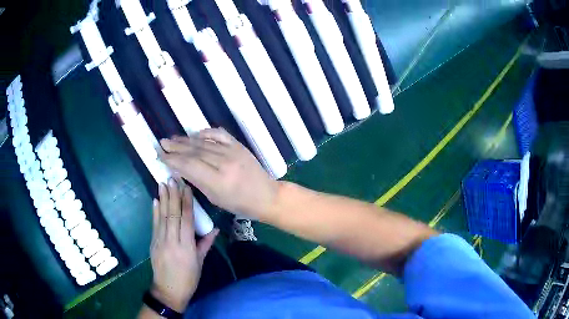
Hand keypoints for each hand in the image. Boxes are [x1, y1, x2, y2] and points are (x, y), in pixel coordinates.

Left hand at [150, 179, 218, 312]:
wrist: (168, 290)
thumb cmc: (188, 278)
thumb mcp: (200, 263)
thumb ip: (206, 243)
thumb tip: (215, 228)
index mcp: (186, 246)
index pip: (186, 220)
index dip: (186, 203)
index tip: (187, 187)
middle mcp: (172, 241)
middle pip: (173, 214)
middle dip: (173, 195)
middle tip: (173, 178)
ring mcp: (160, 241)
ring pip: (162, 216)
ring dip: (163, 199)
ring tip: (163, 183)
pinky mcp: (153, 242)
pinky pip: (154, 224)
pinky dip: (155, 211)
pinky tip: (155, 200)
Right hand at [159, 128, 279, 220]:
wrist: (266, 195)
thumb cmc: (240, 204)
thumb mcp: (215, 199)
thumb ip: (197, 181)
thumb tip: (180, 168)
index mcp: (217, 181)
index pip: (188, 165)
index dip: (172, 159)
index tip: (160, 155)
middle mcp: (223, 162)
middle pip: (194, 151)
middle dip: (175, 147)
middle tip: (162, 143)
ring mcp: (232, 151)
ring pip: (203, 142)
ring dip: (186, 140)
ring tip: (172, 139)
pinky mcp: (238, 145)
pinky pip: (219, 134)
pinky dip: (206, 132)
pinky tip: (195, 133)